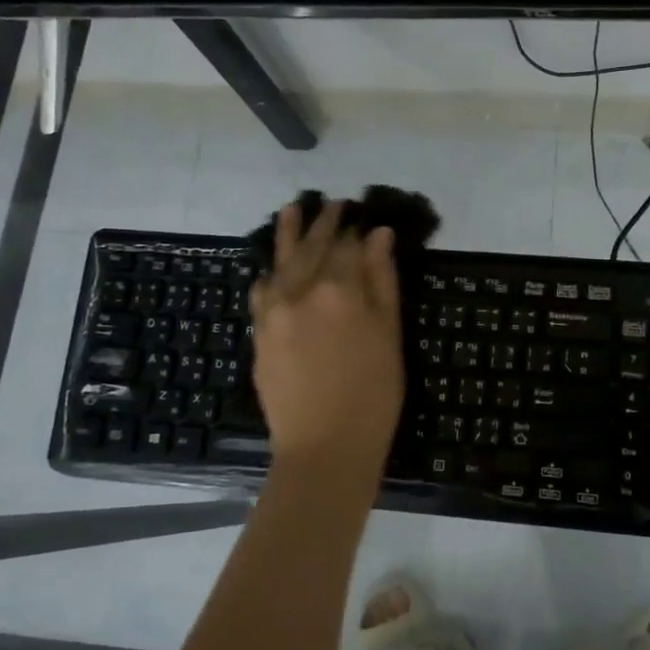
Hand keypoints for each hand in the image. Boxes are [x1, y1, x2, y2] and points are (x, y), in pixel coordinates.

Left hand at [250, 200, 403, 479]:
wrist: (324, 447)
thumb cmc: (373, 394)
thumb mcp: (389, 334)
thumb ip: (382, 280)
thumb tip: (378, 235)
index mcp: (339, 289)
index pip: (348, 245)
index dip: (356, 228)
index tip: (360, 212)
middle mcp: (300, 290)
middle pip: (313, 246)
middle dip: (324, 222)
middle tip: (334, 203)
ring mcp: (273, 311)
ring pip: (281, 260)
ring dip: (288, 233)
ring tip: (294, 208)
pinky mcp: (259, 333)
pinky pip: (261, 291)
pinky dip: (270, 273)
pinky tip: (274, 268)